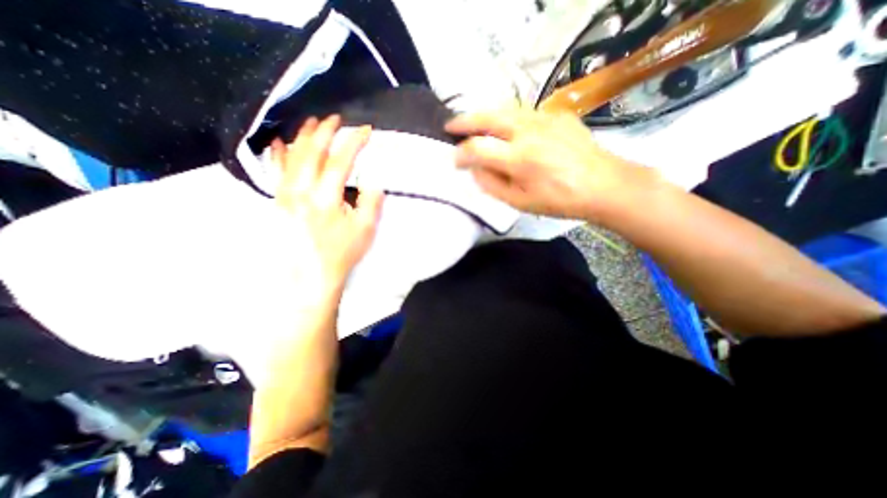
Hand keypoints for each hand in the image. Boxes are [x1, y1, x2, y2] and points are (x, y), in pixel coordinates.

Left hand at [275, 114, 384, 290]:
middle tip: (336, 119)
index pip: (340, 161)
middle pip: (312, 153)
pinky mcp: (278, 203)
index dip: (353, 143)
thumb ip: (371, 202)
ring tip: (312, 123)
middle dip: (325, 132)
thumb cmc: (341, 253)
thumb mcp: (365, 230)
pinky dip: (278, 155)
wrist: (311, 276)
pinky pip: (275, 173)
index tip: (364, 131)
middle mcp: (302, 192)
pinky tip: (279, 143)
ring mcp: (285, 196)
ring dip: (303, 138)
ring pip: (292, 158)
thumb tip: (374, 181)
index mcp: (326, 199)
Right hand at [443, 107, 649, 219]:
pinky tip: (507, 129)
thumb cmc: (559, 200)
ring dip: (484, 115)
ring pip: (505, 109)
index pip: (478, 149)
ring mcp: (544, 119)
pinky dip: (508, 119)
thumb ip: (493, 185)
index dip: (461, 154)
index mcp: (519, 158)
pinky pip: (525, 113)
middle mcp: (528, 132)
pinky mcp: (557, 115)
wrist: (603, 184)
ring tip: (473, 123)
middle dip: (465, 121)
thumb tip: (475, 170)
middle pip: (488, 118)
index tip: (454, 159)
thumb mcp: (520, 203)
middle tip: (450, 125)